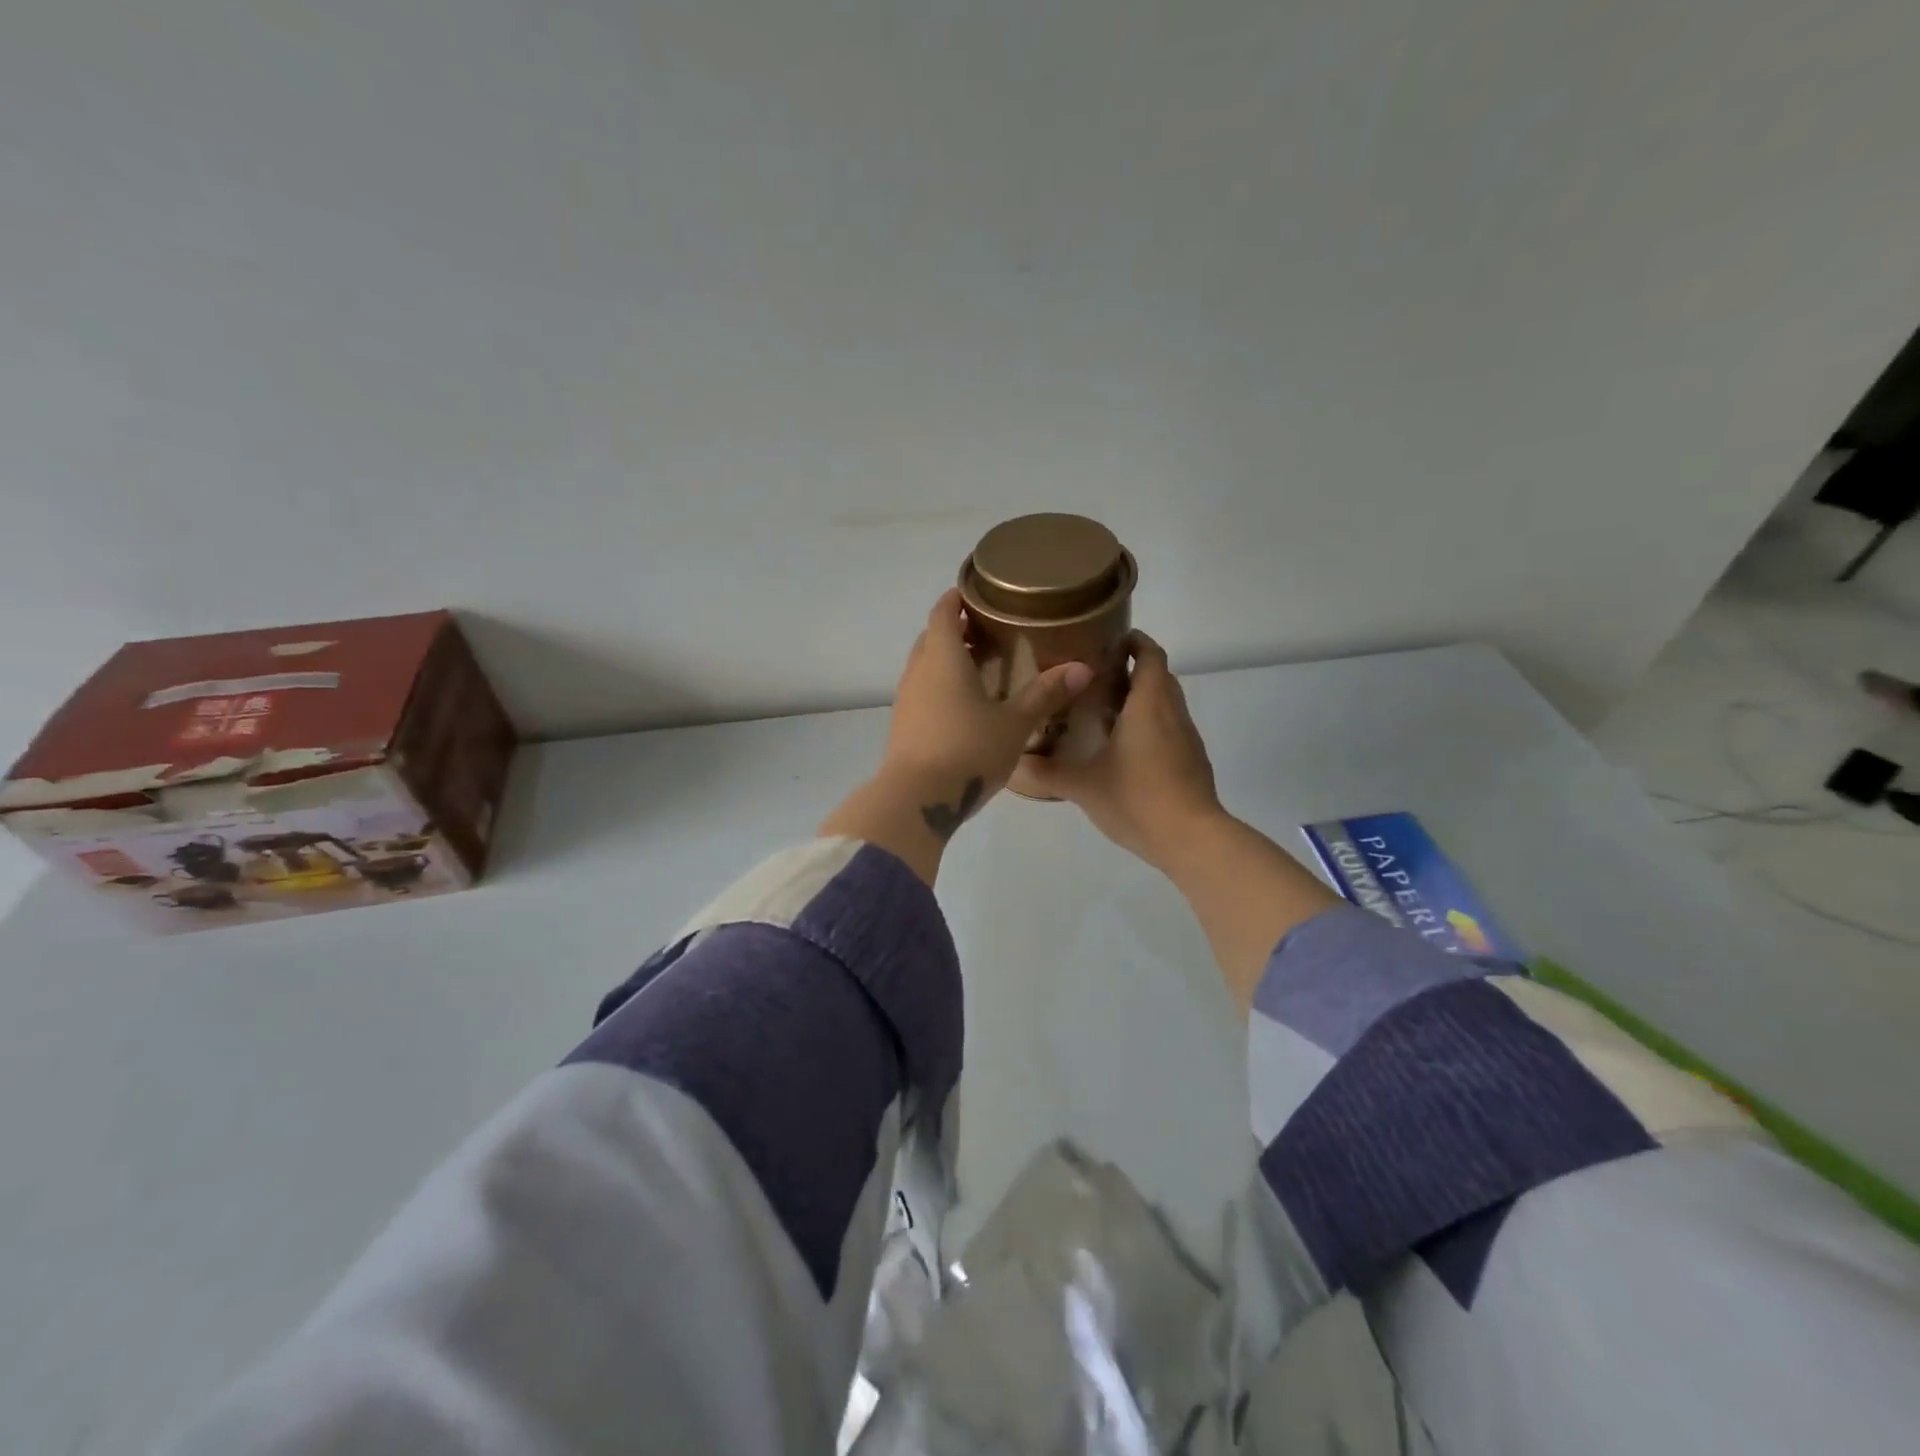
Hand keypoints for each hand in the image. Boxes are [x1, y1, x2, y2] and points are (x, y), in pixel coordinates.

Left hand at [819, 589, 1092, 884]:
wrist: (917, 799)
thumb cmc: (968, 750)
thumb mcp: (1014, 724)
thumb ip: (1045, 694)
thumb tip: (1083, 668)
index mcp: (943, 658)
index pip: (943, 612)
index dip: (957, 598)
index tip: (978, 593)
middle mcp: (918, 672)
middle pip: (932, 637)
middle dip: (955, 629)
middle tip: (989, 631)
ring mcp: (905, 700)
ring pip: (924, 666)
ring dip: (946, 659)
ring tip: (981, 667)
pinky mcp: (902, 725)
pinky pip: (921, 691)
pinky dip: (940, 686)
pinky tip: (964, 705)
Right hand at [1024, 632, 1223, 870]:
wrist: (1192, 839)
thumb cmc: (1137, 799)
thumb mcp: (1083, 786)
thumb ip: (1046, 771)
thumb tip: (1012, 763)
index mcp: (1149, 705)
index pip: (1150, 654)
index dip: (1134, 641)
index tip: (1107, 641)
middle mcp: (1172, 713)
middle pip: (1159, 676)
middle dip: (1133, 669)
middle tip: (1095, 677)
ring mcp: (1187, 738)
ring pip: (1166, 703)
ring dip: (1142, 699)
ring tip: (1105, 711)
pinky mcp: (1192, 761)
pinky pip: (1171, 728)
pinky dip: (1151, 725)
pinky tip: (1125, 748)